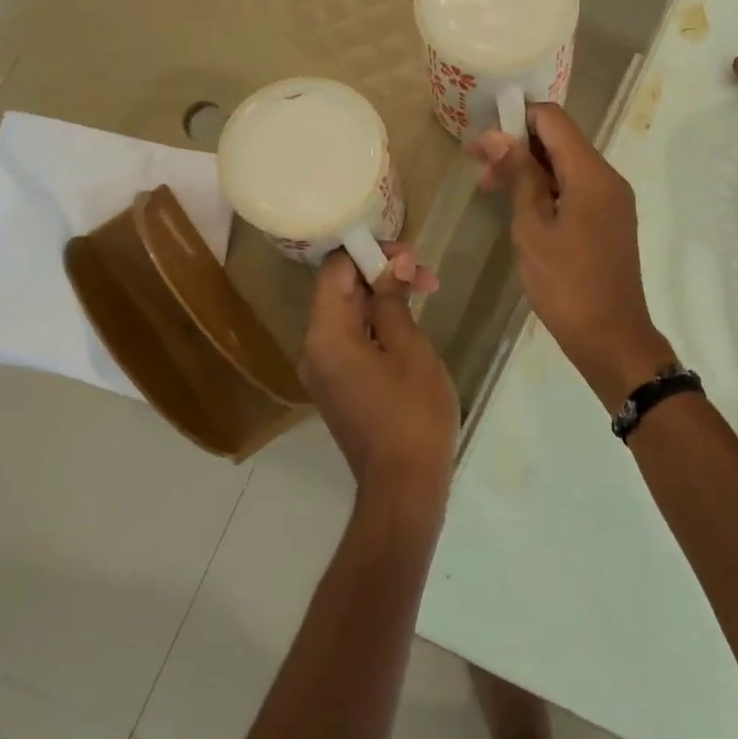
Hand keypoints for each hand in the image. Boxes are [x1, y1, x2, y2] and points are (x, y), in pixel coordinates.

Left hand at [300, 245, 457, 505]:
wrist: (403, 485)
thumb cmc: (412, 413)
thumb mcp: (410, 349)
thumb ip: (394, 301)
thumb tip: (392, 263)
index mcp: (326, 335)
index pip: (335, 271)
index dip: (370, 253)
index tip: (410, 256)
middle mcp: (312, 349)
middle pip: (339, 291)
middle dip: (380, 274)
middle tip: (425, 276)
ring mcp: (322, 370)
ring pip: (346, 316)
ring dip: (380, 298)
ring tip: (422, 293)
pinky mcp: (335, 386)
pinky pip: (349, 340)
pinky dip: (374, 324)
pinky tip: (405, 323)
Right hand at [470, 104, 672, 412]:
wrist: (611, 337)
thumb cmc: (565, 284)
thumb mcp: (533, 227)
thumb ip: (519, 176)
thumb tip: (499, 135)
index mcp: (592, 174)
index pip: (553, 119)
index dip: (516, 119)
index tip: (482, 139)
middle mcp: (608, 178)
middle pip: (560, 141)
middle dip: (518, 146)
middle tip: (478, 168)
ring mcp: (612, 201)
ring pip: (566, 166)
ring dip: (529, 170)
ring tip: (490, 189)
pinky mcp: (609, 221)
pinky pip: (576, 189)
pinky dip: (547, 190)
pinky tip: (521, 208)